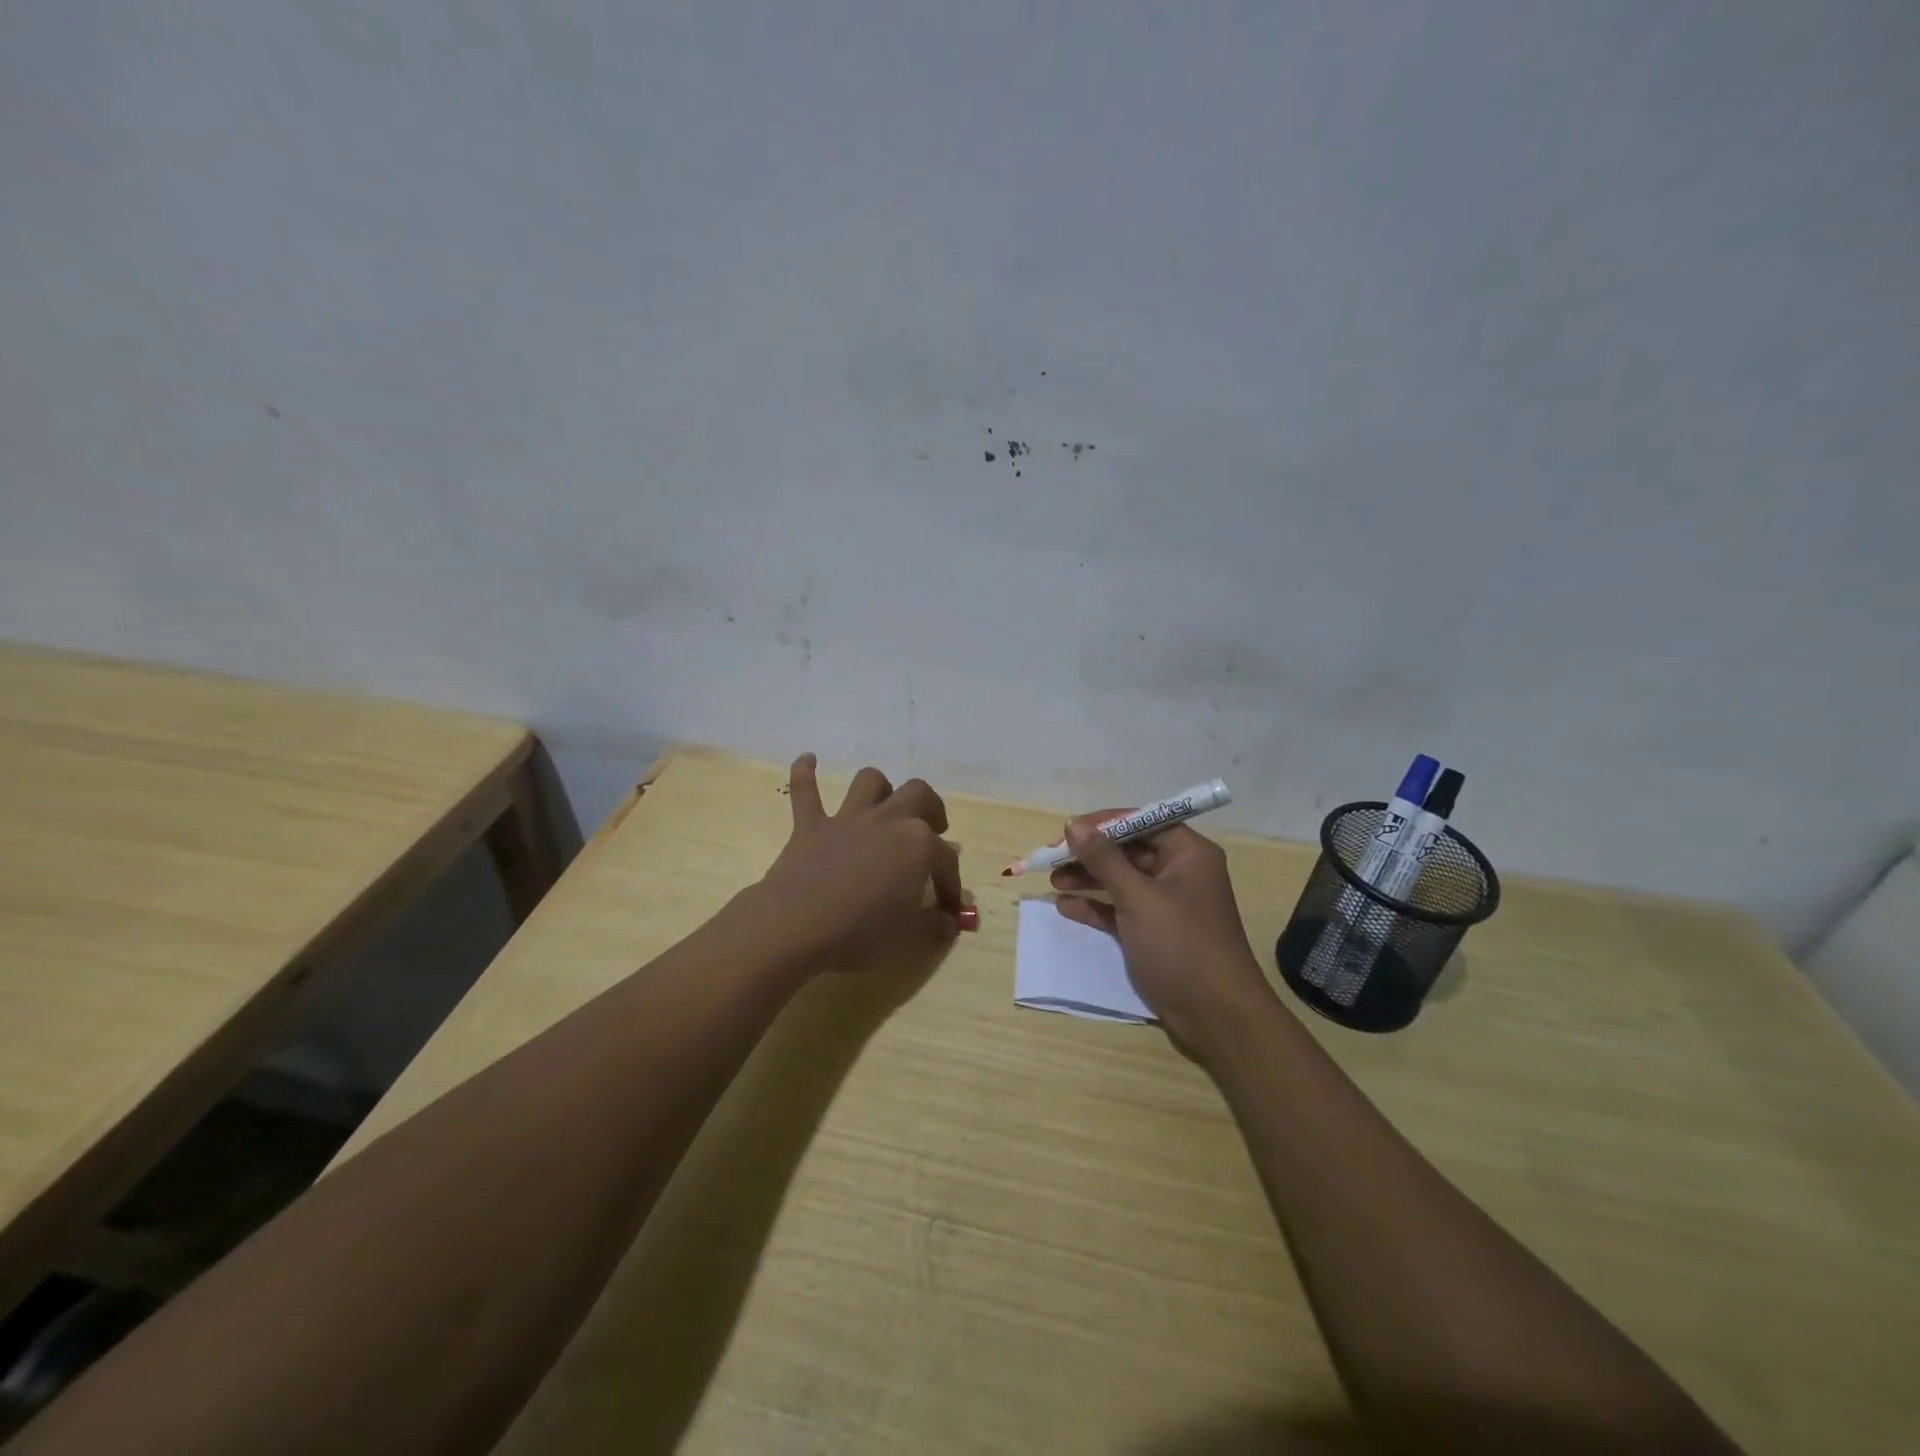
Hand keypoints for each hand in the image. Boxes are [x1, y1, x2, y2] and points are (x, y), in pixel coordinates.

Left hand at [752, 753, 966, 973]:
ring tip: (885, 806)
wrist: (796, 926)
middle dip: (931, 809)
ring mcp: (847, 819)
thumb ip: (935, 926)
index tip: (948, 910)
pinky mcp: (810, 826)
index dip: (951, 886)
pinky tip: (808, 759)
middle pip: (918, 795)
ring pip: (869, 782)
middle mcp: (887, 820)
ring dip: (881, 789)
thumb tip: (949, 921)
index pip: (946, 861)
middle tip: (933, 829)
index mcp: (919, 844)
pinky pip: (805, 790)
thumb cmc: (861, 933)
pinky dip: (805, 773)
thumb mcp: (910, 939)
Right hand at [1051, 814, 1275, 1051]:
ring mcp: (1167, 904)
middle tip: (1051, 858)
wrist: (1217, 1016)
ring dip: (1088, 878)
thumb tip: (1074, 824)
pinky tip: (1066, 906)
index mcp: (1188, 853)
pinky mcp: (1155, 933)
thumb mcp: (1138, 897)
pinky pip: (1120, 909)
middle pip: (1129, 850)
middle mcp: (1179, 872)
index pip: (1142, 822)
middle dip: (1090, 853)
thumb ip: (1104, 859)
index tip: (1067, 830)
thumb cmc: (1182, 944)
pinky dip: (1096, 906)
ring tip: (1052, 881)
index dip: (1103, 823)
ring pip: (1121, 880)